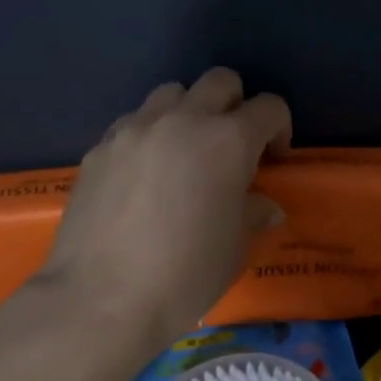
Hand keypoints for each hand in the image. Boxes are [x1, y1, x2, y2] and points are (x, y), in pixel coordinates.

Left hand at [40, 69, 291, 346]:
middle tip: (232, 145)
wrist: (100, 300)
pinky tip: (143, 174)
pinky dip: (149, 134)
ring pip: (172, 92)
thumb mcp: (236, 247)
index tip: (273, 160)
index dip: (280, 128)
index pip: (269, 107)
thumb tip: (263, 206)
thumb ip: (254, 213)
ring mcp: (136, 129)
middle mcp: (184, 120)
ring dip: (188, 112)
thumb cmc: (185, 274)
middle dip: (236, 104)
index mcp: (228, 140)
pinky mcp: (100, 147)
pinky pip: (133, 121)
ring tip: (184, 152)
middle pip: (220, 81)